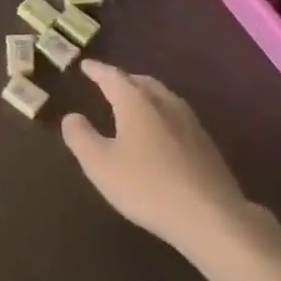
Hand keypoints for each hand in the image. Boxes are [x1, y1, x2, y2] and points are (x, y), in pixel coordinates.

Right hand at [60, 62, 250, 255]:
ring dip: (145, 93)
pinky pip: (177, 115)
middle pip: (142, 82)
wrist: (209, 215)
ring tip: (134, 101)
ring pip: (163, 96)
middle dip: (124, 79)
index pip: (113, 77)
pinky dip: (161, 112)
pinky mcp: (205, 143)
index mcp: (137, 103)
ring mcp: (190, 122)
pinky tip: (161, 130)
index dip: (98, 71)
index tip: (86, 65)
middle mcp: (165, 104)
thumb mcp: (100, 165)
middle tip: (109, 81)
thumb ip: (81, 138)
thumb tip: (71, 116)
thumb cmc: (146, 186)